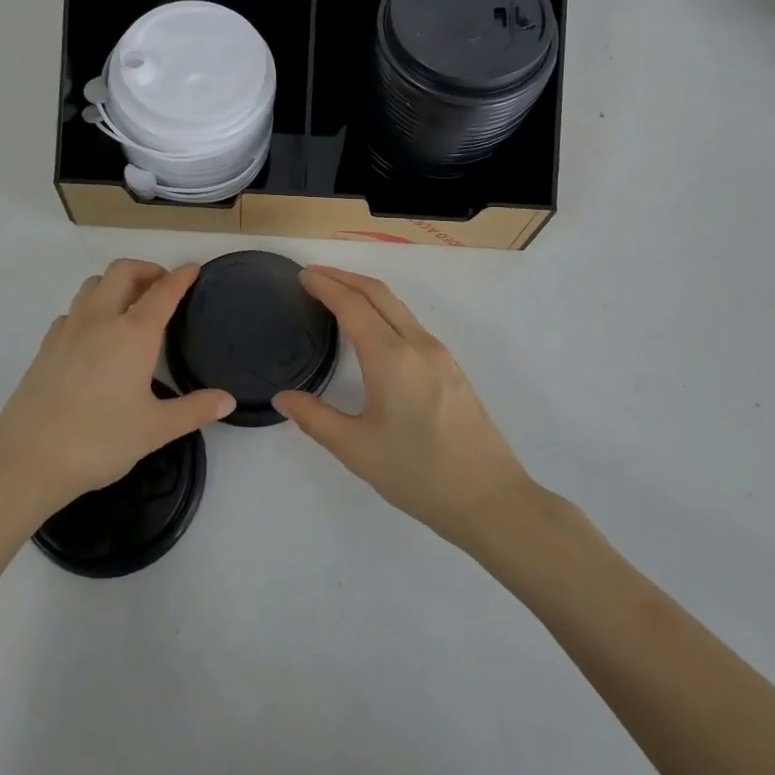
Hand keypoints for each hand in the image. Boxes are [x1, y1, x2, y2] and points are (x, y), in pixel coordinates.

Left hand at [0, 260, 233, 517]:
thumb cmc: (99, 441)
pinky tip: (94, 335)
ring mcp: (68, 330)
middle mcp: (100, 320)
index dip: (181, 277)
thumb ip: (194, 410)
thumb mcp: (155, 430)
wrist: (26, 460)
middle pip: (123, 272)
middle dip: (146, 269)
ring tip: (129, 305)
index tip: (193, 269)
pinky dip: (90, 308)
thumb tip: (228, 400)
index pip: (163, 292)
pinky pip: (72, 311)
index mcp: (133, 334)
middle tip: (162, 286)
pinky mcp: (46, 346)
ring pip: (93, 285)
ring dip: (115, 283)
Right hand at [272, 267, 534, 551]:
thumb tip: (284, 397)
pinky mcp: (452, 368)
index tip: (303, 275)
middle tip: (314, 275)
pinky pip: (411, 323)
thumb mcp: (357, 450)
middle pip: (378, 293)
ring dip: (365, 292)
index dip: (326, 285)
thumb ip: (315, 419)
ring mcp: (439, 354)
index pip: (352, 305)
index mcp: (390, 358)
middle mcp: (417, 344)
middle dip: (344, 277)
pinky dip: (384, 310)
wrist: (490, 499)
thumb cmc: (418, 474)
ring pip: (398, 306)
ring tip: (338, 295)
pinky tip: (373, 329)